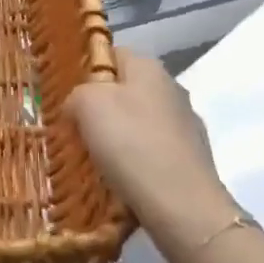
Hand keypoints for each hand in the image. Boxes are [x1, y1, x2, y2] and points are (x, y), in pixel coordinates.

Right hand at [68, 49, 238, 262]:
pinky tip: (125, 182)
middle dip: (102, 109)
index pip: (112, 54)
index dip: (87, 72)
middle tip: (77, 133)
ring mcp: (187, 126)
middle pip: (126, 90)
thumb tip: (79, 105)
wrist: (185, 209)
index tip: (70, 99)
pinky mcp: (193, 160)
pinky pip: (154, 153)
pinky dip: (138, 163)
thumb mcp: (87, 105)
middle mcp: (172, 89)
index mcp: (149, 67)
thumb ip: (77, 94)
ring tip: (98, 163)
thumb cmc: (131, 145)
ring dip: (120, 139)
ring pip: (140, 123)